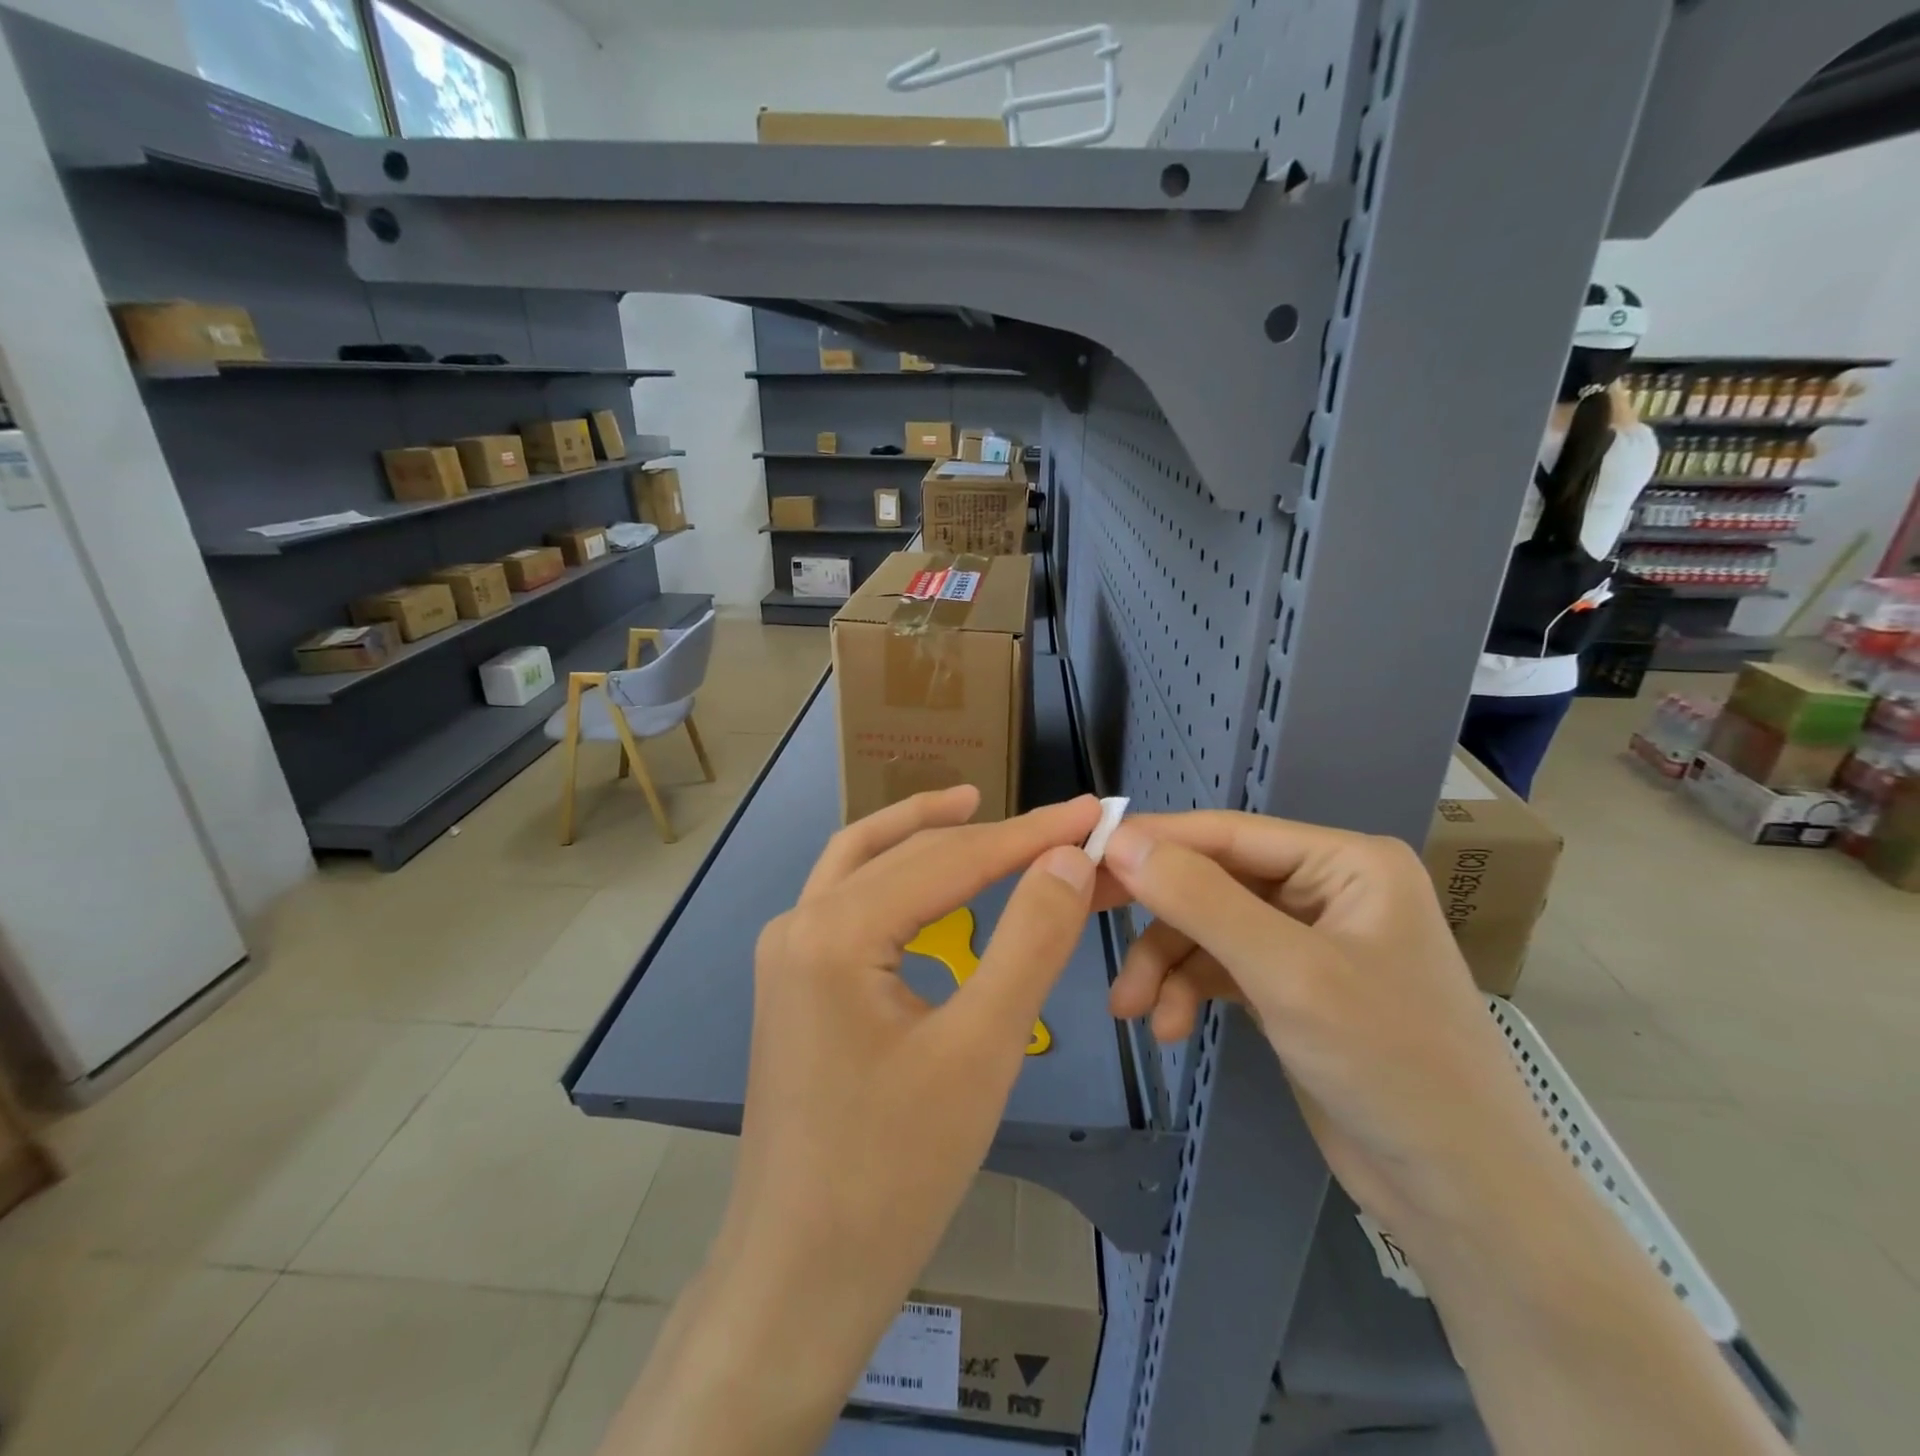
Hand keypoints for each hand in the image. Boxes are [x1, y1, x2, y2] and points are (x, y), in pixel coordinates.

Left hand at [607, 787, 1102, 1455]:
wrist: (800, 1277)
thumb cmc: (895, 1171)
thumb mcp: (981, 1050)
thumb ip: (1029, 941)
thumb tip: (1066, 858)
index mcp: (834, 931)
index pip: (950, 859)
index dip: (1029, 834)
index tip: (1091, 812)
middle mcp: (798, 923)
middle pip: (905, 853)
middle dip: (985, 833)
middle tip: (1056, 822)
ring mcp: (787, 953)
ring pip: (863, 864)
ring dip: (923, 834)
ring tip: (979, 811)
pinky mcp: (794, 983)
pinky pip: (848, 902)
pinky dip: (897, 877)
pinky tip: (931, 886)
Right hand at [1100, 814, 1562, 1257]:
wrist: (1461, 1198)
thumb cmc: (1390, 1065)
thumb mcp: (1287, 974)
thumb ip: (1201, 900)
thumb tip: (1120, 841)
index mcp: (1346, 862)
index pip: (1228, 833)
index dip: (1155, 842)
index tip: (1084, 855)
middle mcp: (1325, 888)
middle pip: (1212, 880)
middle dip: (1158, 917)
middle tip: (1086, 919)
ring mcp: (1306, 939)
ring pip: (1207, 928)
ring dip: (1166, 965)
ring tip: (1133, 1010)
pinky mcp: (1289, 987)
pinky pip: (1219, 967)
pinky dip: (1187, 991)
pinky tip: (1168, 1029)